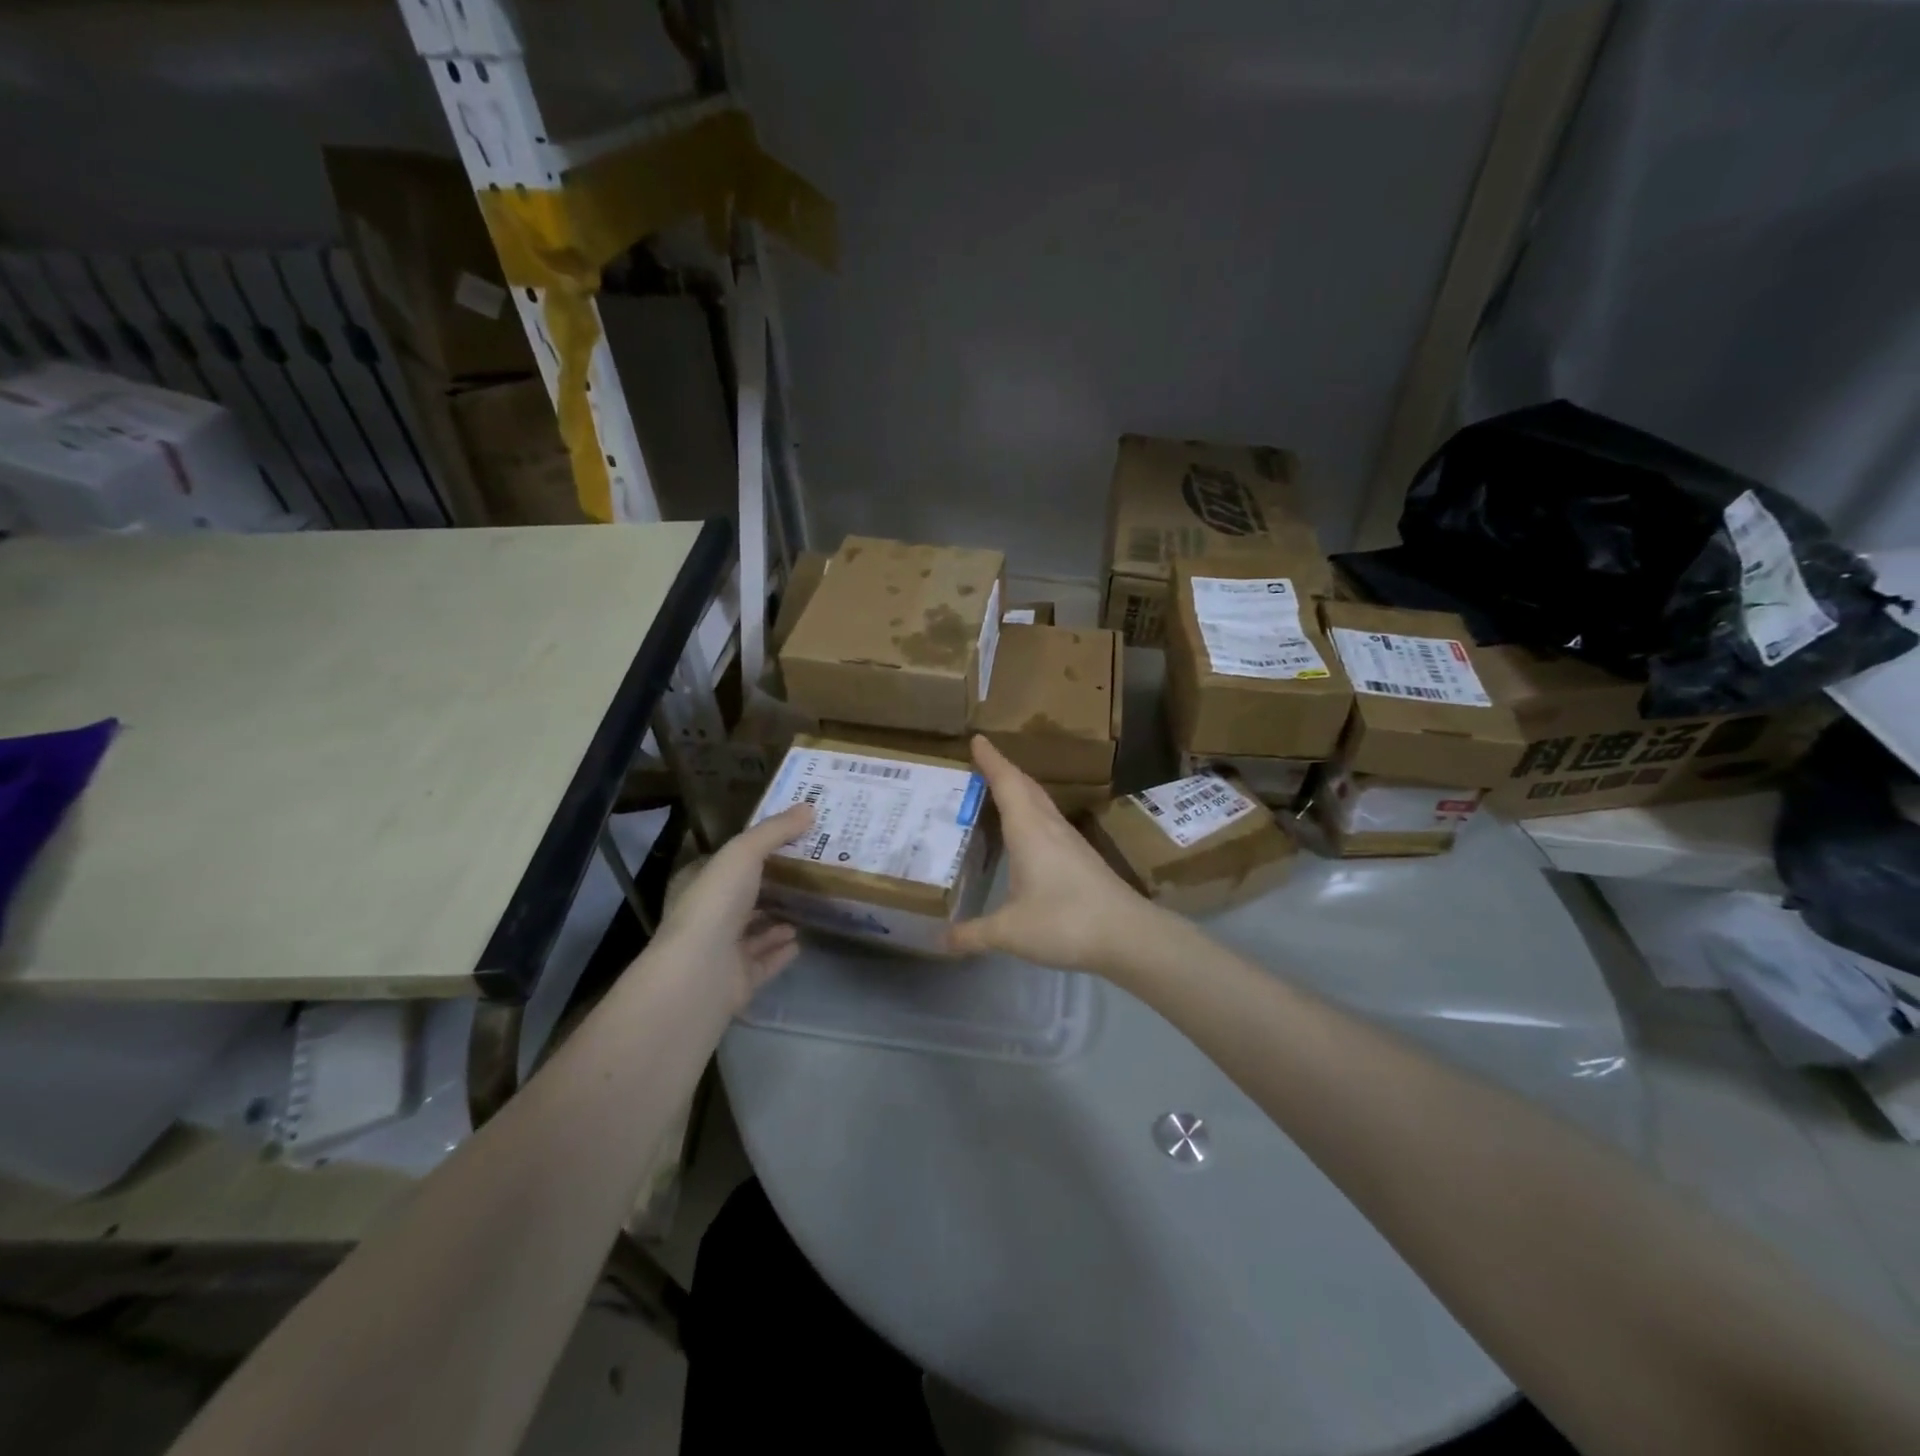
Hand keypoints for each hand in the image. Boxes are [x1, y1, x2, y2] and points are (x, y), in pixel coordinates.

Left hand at [657, 804, 813, 1011]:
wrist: (700, 973)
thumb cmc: (714, 904)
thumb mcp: (744, 853)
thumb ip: (775, 831)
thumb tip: (809, 807)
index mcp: (698, 884)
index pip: (725, 864)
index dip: (753, 852)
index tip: (789, 842)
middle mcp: (707, 916)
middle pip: (743, 897)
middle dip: (770, 886)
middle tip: (809, 872)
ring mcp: (720, 951)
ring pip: (753, 931)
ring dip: (777, 920)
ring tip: (809, 906)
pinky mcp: (737, 980)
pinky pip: (764, 962)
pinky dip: (780, 951)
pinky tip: (801, 940)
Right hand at [949, 737, 1167, 972]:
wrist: (1129, 936)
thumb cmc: (1065, 922)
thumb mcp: (1010, 932)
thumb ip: (972, 934)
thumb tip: (939, 940)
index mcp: (1030, 830)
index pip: (1007, 783)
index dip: (991, 760)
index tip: (977, 738)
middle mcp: (1050, 827)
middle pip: (1026, 787)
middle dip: (1003, 771)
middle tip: (980, 763)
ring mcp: (1070, 841)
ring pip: (1041, 803)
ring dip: (1020, 791)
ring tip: (997, 792)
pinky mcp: (1082, 858)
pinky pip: (1049, 821)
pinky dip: (1031, 814)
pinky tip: (1026, 834)